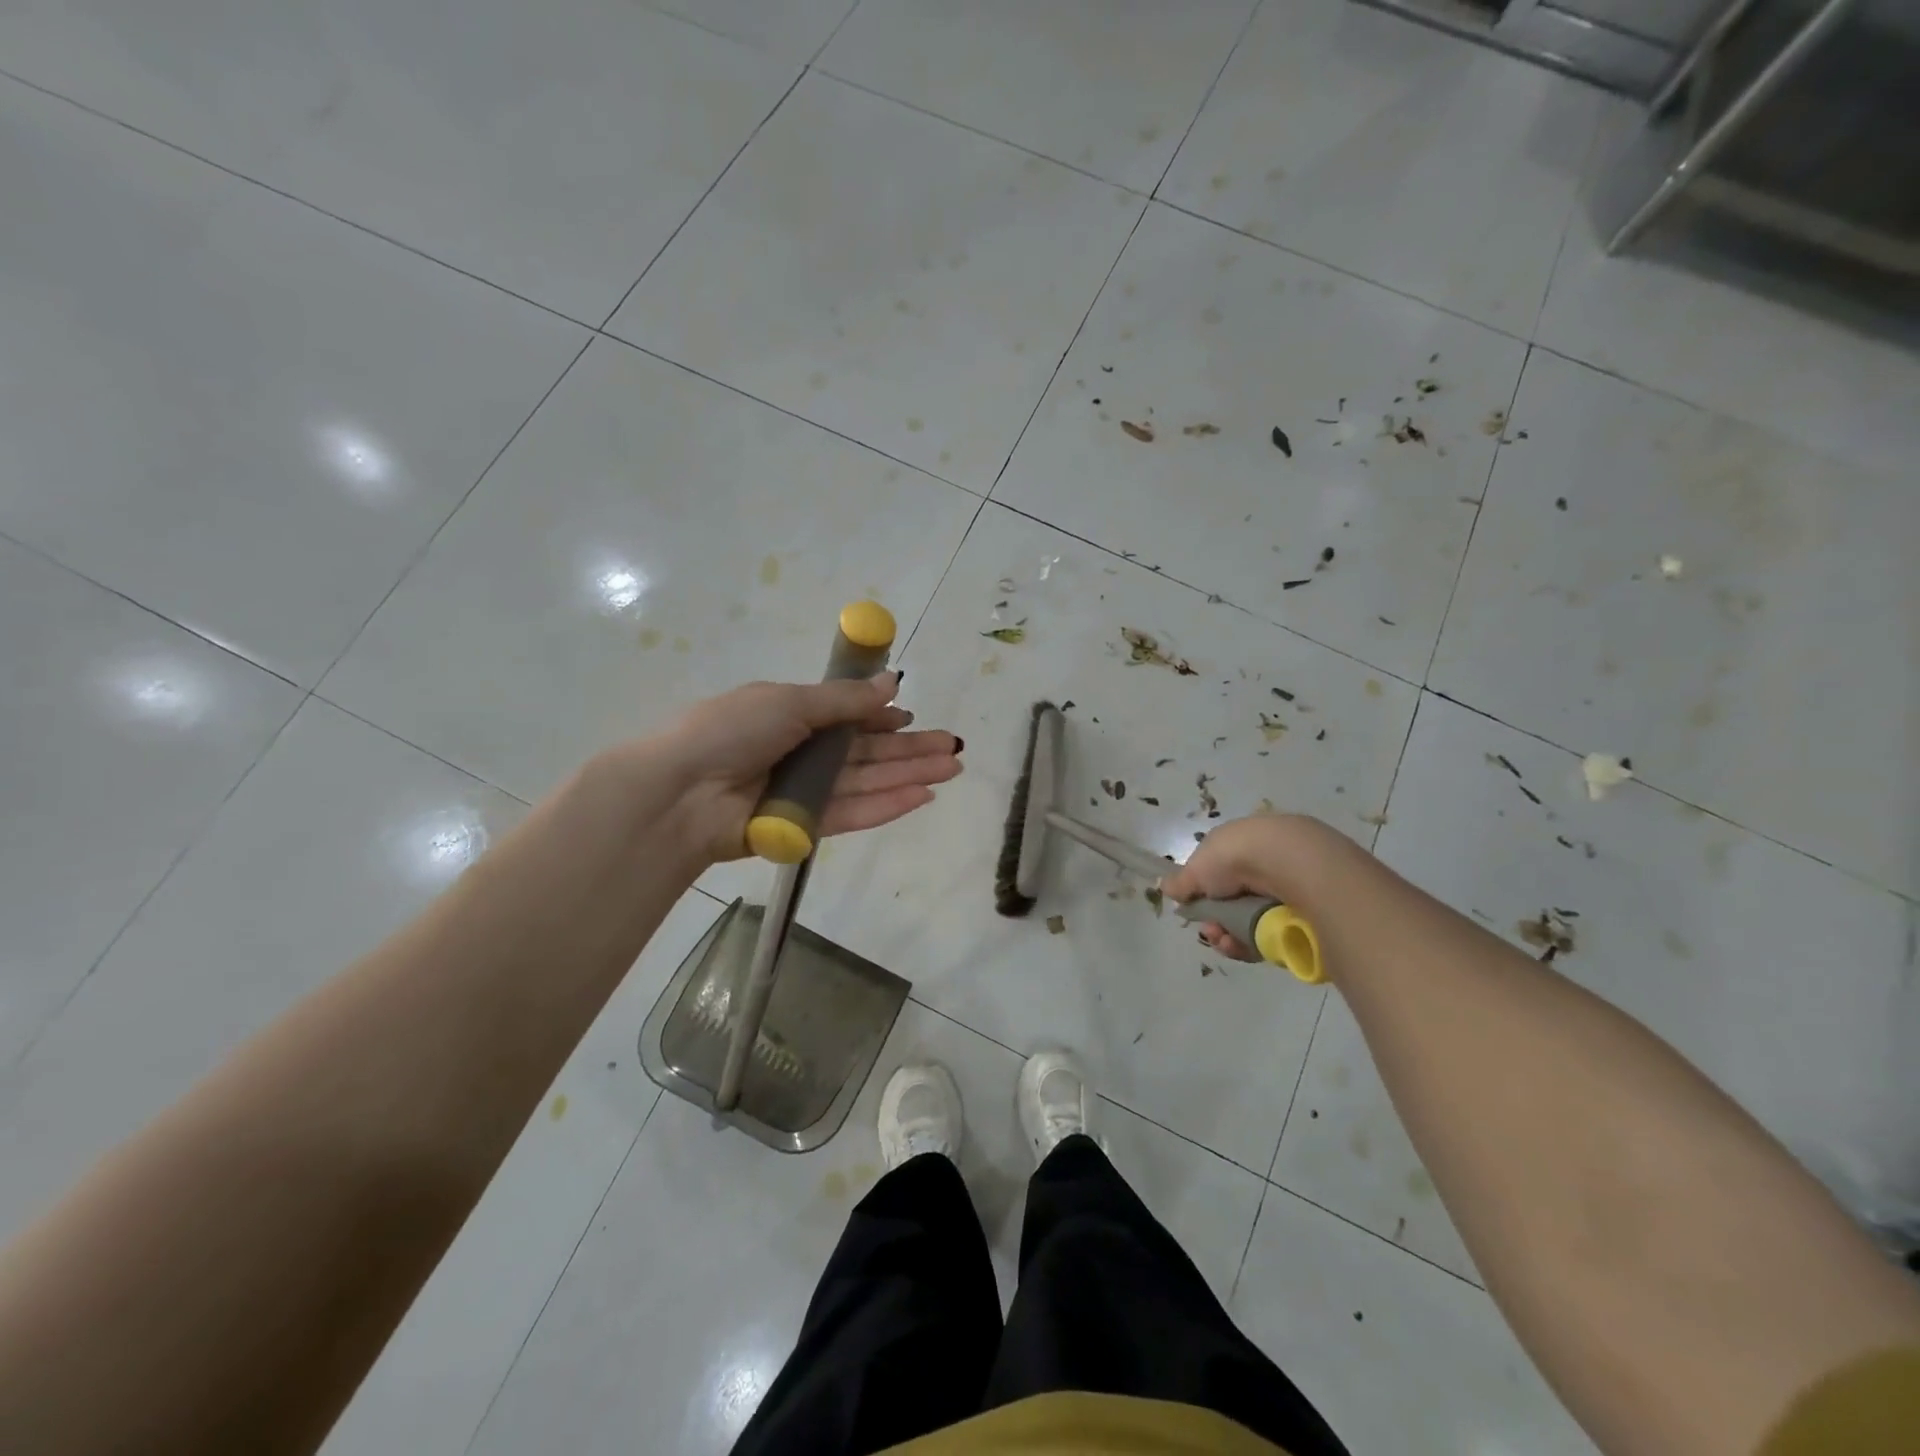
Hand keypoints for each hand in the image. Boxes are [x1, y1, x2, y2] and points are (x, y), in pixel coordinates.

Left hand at [653, 672, 961, 865]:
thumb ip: (845, 700)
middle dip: (911, 750)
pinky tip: (921, 796)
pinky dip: (887, 805)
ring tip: (951, 770)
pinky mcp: (805, 827)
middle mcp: (802, 754)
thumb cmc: (731, 731)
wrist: (681, 792)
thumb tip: (892, 681)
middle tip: (954, 750)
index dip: (883, 719)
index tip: (914, 718)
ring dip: (909, 776)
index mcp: (792, 716)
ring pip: (867, 782)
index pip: (849, 719)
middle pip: (867, 752)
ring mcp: (805, 792)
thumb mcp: (790, 701)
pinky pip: (853, 813)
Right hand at [1161, 813, 1326, 961]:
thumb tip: (1165, 886)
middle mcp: (1264, 866)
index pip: (1219, 874)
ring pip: (1250, 922)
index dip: (1203, 894)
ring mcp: (1286, 890)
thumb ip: (1181, 881)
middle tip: (1209, 929)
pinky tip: (1237, 945)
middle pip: (1233, 902)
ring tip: (1222, 940)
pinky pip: (1270, 936)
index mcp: (1241, 846)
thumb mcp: (1197, 867)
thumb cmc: (1235, 856)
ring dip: (1228, 935)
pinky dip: (1250, 944)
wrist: (1289, 863)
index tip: (1192, 907)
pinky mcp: (1303, 916)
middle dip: (1214, 920)